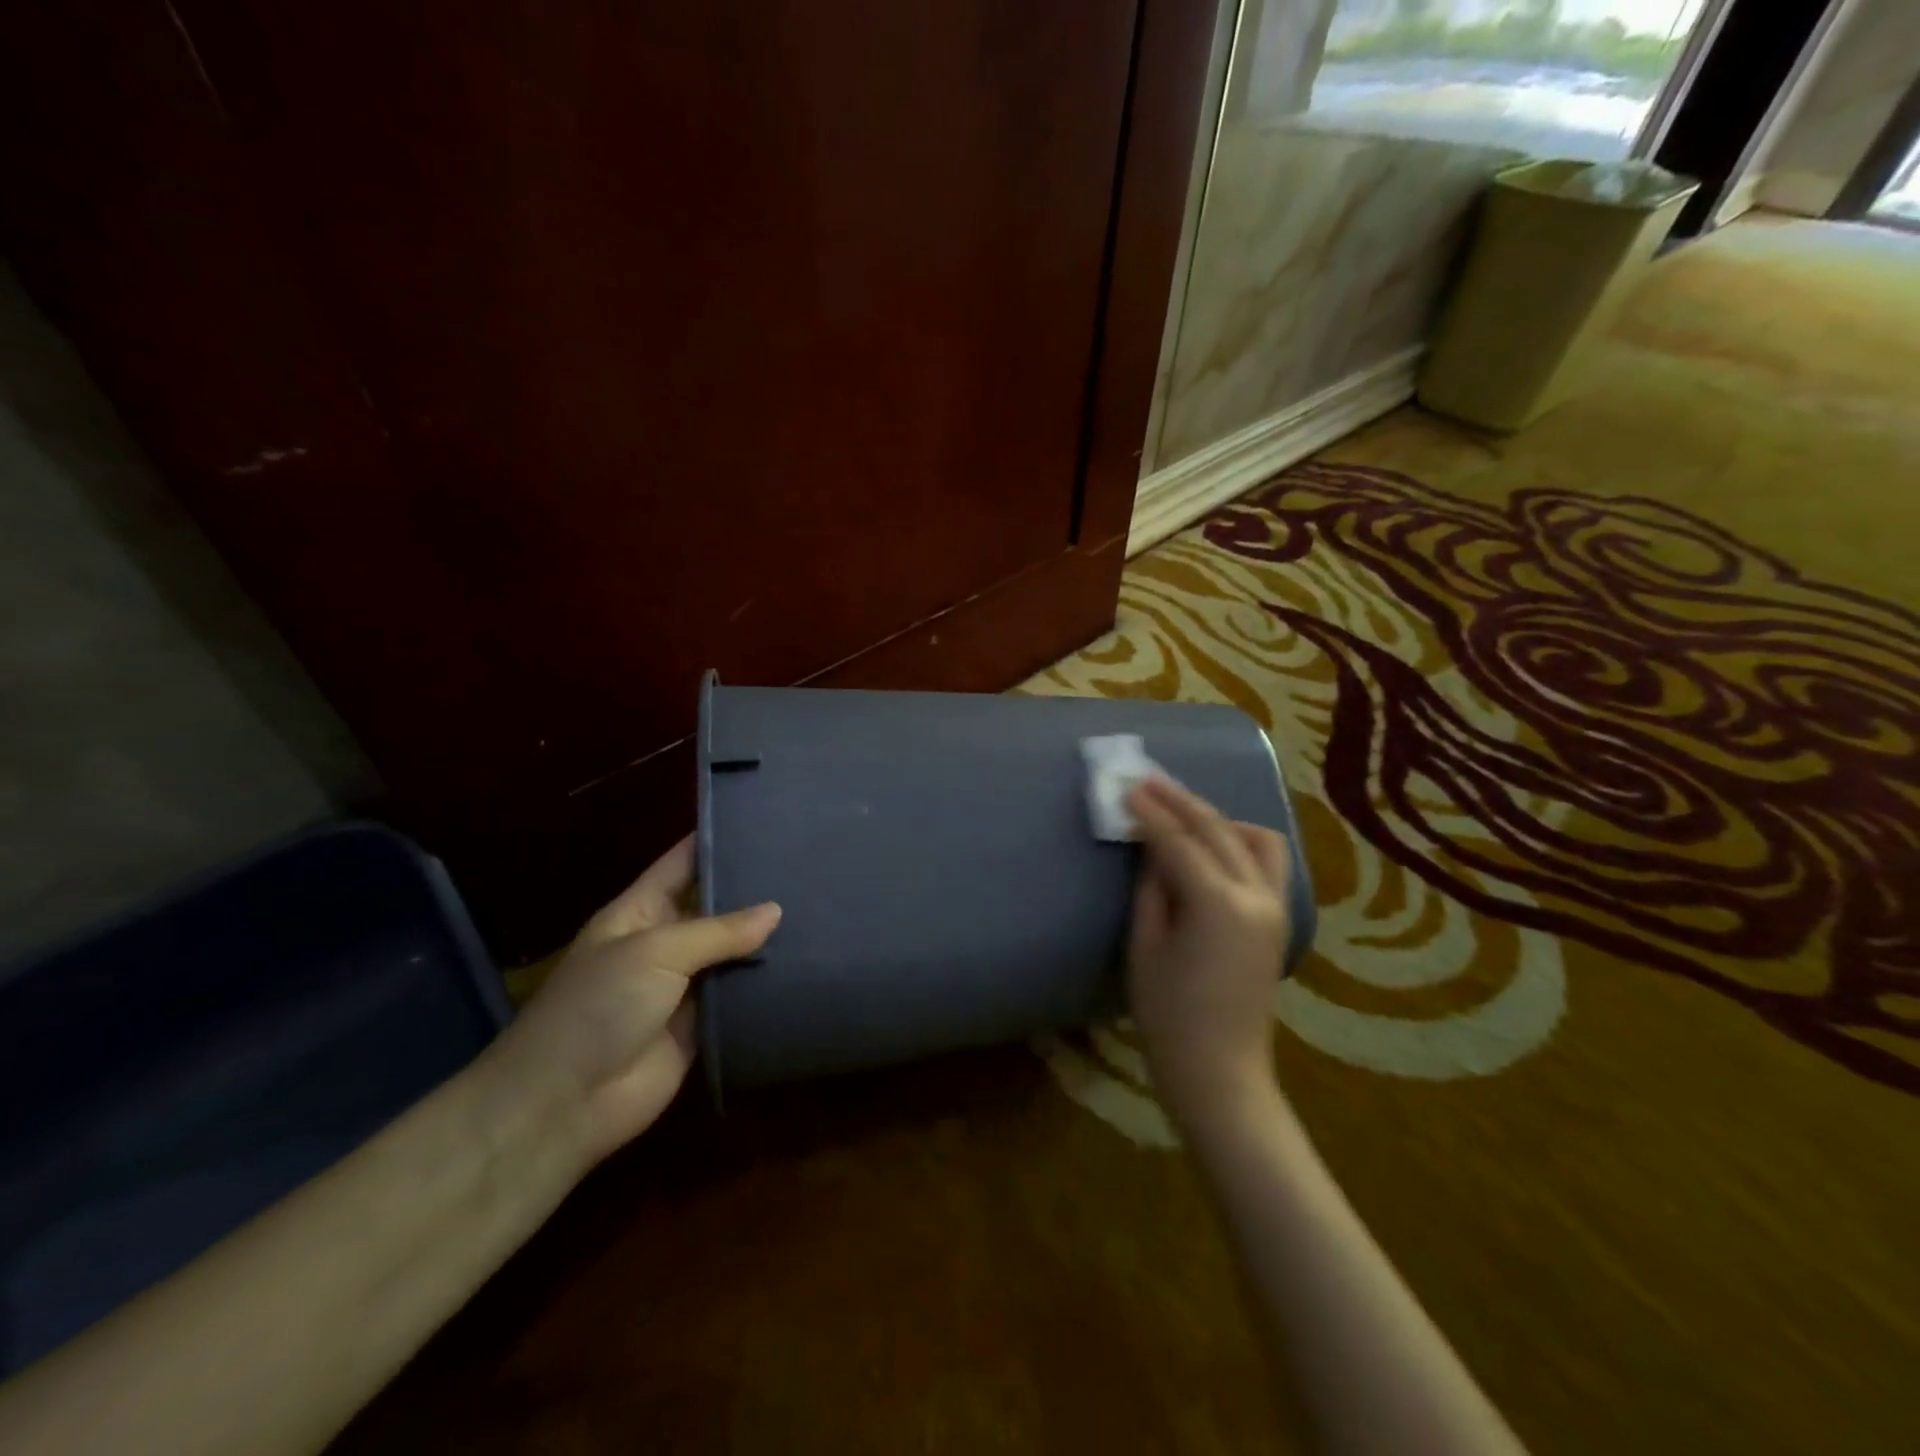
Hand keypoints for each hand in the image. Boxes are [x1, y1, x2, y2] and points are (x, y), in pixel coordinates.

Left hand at [487, 835, 779, 1163]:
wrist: (565, 1103)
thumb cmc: (599, 1006)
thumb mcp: (655, 951)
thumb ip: (718, 931)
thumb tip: (775, 911)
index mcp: (641, 911)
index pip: (683, 862)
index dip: (717, 840)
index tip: (765, 820)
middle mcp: (665, 941)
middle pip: (716, 907)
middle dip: (755, 891)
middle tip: (810, 866)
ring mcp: (684, 985)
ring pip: (733, 953)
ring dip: (766, 940)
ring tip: (821, 910)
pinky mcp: (702, 1025)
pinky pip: (739, 997)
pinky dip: (766, 985)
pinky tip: (809, 964)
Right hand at [1125, 777, 1291, 1133]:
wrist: (1220, 1071)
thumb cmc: (1169, 1015)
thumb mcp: (1145, 946)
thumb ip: (1151, 888)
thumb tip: (1153, 850)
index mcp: (1217, 903)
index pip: (1177, 842)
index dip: (1148, 813)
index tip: (1125, 787)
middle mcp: (1255, 895)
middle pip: (1216, 830)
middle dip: (1179, 802)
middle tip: (1147, 781)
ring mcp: (1275, 906)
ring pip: (1254, 839)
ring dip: (1217, 818)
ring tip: (1183, 812)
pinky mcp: (1279, 919)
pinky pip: (1267, 862)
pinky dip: (1242, 842)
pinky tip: (1216, 843)